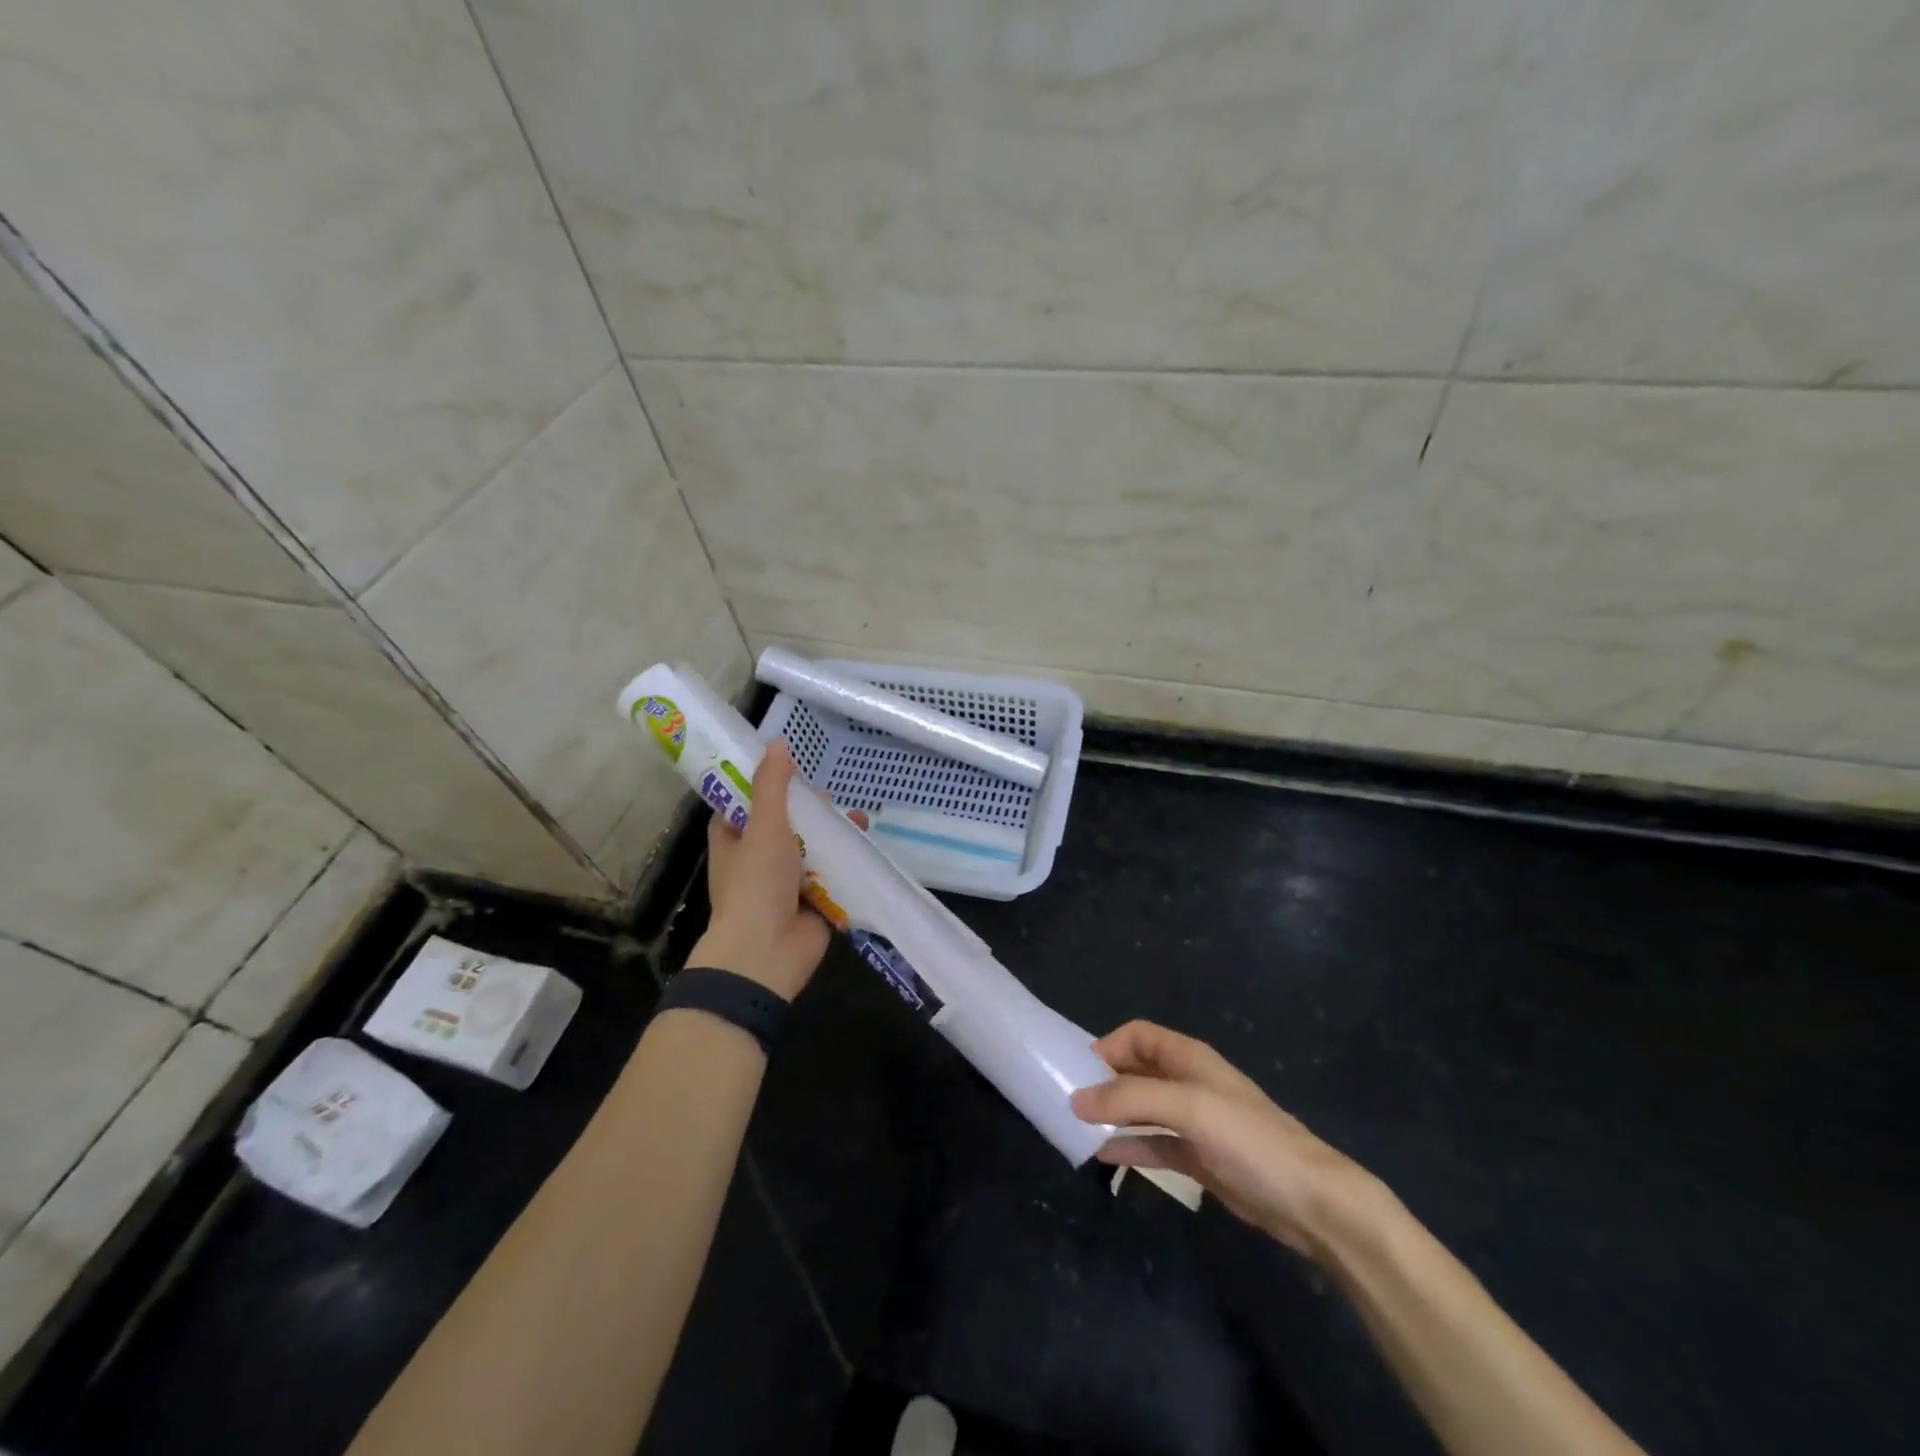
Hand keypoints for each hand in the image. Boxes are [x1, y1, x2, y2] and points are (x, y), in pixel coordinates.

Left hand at [687, 739, 831, 1000]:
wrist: (767, 953)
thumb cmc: (756, 884)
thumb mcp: (764, 826)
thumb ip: (772, 785)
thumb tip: (776, 742)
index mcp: (733, 840)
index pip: (744, 803)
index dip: (764, 784)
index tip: (789, 767)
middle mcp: (756, 859)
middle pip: (785, 824)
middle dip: (809, 811)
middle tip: (828, 797)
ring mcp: (785, 882)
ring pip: (812, 848)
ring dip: (833, 834)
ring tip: (856, 820)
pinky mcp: (812, 901)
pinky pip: (831, 875)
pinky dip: (846, 861)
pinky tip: (865, 845)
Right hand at [1071, 1021, 1383, 1258]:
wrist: (1312, 1202)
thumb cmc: (1250, 1140)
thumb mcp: (1189, 1107)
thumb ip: (1131, 1099)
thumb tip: (1076, 1099)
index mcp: (1189, 1058)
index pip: (1138, 1035)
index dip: (1108, 1046)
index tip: (1079, 1072)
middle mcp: (1189, 1083)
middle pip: (1137, 1070)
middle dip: (1105, 1081)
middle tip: (1070, 1102)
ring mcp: (1194, 1122)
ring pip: (1143, 1108)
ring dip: (1113, 1115)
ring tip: (1078, 1128)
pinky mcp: (1199, 1158)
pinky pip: (1154, 1145)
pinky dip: (1130, 1147)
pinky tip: (1104, 1156)